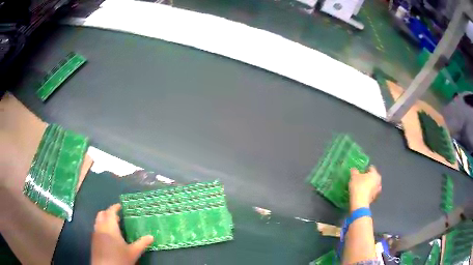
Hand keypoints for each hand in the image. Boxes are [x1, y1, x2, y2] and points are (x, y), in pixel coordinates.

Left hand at [91, 204, 153, 264]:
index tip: (120, 206)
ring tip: (113, 227)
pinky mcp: (93, 240)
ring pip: (98, 221)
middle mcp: (101, 227)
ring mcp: (95, 234)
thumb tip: (151, 236)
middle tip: (117, 217)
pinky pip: (96, 228)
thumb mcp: (133, 252)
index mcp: (110, 227)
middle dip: (108, 213)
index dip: (114, 207)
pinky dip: (102, 227)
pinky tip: (109, 237)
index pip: (110, 212)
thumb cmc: (120, 259)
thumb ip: (142, 243)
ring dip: (104, 220)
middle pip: (101, 214)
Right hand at [349, 166, 381, 211]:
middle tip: (360, 180)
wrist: (359, 202)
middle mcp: (378, 180)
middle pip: (373, 176)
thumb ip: (354, 171)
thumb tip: (354, 170)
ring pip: (373, 185)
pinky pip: (372, 193)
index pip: (370, 168)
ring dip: (369, 185)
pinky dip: (368, 193)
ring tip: (361, 188)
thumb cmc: (358, 186)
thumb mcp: (353, 176)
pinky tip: (362, 194)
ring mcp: (377, 190)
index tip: (359, 173)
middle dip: (368, 178)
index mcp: (375, 173)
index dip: (364, 169)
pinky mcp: (375, 198)